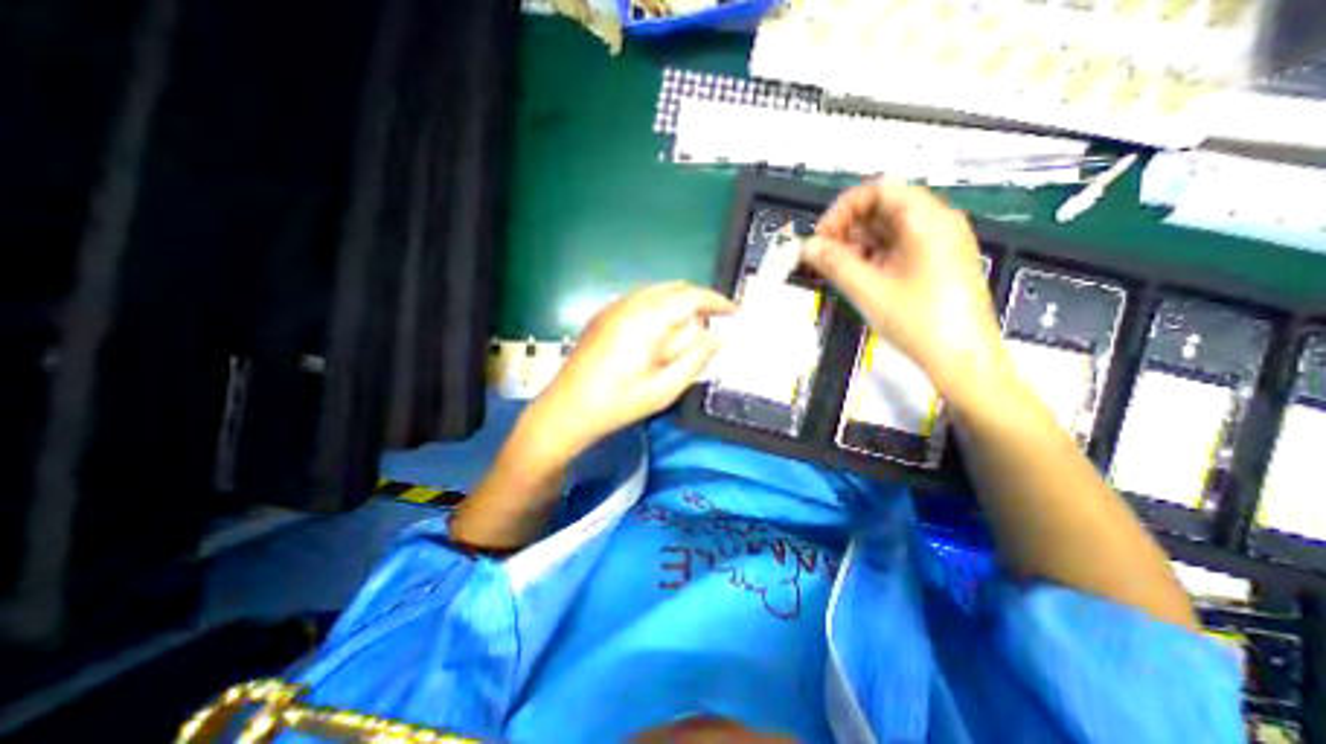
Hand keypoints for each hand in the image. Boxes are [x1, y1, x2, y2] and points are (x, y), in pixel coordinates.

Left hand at [531, 282, 735, 455]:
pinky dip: (660, 308)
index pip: (690, 296)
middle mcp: (628, 304)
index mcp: (644, 320)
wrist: (566, 410)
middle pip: (674, 288)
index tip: (735, 312)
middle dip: (699, 301)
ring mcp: (612, 307)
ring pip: (657, 292)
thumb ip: (696, 358)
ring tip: (690, 332)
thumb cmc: (617, 404)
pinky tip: (661, 334)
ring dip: (679, 304)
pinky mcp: (604, 315)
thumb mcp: (665, 388)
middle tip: (716, 325)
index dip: (716, 301)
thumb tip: (721, 336)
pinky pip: (641, 300)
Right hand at [803, 180, 1010, 395]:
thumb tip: (807, 246)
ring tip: (837, 270)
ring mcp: (940, 243)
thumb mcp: (868, 291)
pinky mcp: (937, 262)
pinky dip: (874, 256)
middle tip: (825, 257)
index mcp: (927, 220)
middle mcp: (938, 223)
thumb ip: (834, 263)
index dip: (843, 209)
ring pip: (890, 229)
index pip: (878, 190)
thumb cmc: (918, 321)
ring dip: (858, 244)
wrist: (963, 360)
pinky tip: (859, 277)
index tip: (822, 237)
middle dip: (848, 228)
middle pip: (884, 207)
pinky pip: (899, 247)